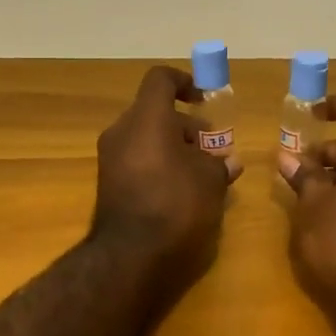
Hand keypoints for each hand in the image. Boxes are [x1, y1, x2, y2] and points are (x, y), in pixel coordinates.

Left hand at [92, 65, 240, 292]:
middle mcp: (122, 131)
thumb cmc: (176, 205)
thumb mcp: (210, 181)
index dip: (184, 82)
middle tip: (213, 149)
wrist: (130, 256)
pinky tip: (182, 190)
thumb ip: (219, 164)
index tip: (204, 99)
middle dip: (186, 126)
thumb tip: (227, 162)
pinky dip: (158, 164)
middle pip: (155, 112)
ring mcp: (110, 158)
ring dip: (173, 147)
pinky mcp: (108, 184)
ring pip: (146, 138)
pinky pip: (137, 160)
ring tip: (202, 173)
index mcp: (146, 118)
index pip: (160, 80)